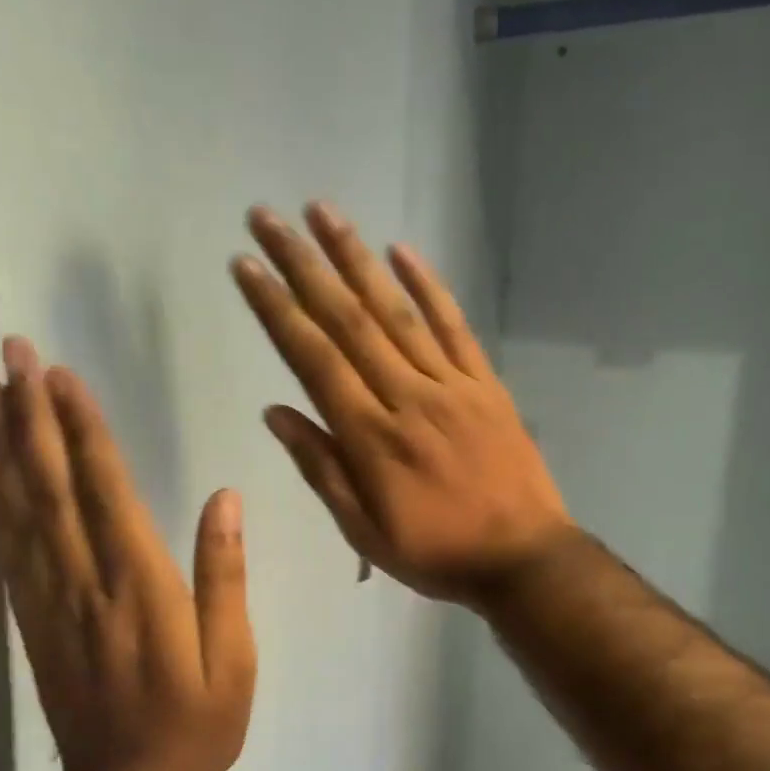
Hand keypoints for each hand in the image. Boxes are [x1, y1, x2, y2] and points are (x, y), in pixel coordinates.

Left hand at [0, 338, 256, 770]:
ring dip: (1, 446)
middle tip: (12, 354)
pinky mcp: (31, 623)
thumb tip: (224, 499)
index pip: (105, 489)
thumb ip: (224, 576)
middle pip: (49, 486)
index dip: (82, 428)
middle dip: (31, 415)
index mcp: (139, 586)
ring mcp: (49, 603)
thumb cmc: (196, 725)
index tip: (63, 374)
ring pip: (17, 512)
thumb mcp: (233, 657)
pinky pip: (6, 553)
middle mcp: (84, 583)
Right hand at [232, 203, 574, 607]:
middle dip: (303, 265)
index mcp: (371, 436)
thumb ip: (321, 468)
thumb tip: (276, 412)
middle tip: (268, 217)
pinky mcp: (486, 383)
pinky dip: (428, 286)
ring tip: (324, 212)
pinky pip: (454, 326)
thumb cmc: (436, 553)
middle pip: (348, 320)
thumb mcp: (365, 531)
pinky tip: (402, 251)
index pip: (313, 358)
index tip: (246, 265)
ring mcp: (451, 384)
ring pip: (396, 310)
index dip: (276, 309)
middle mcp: (407, 396)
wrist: (523, 558)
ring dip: (357, 258)